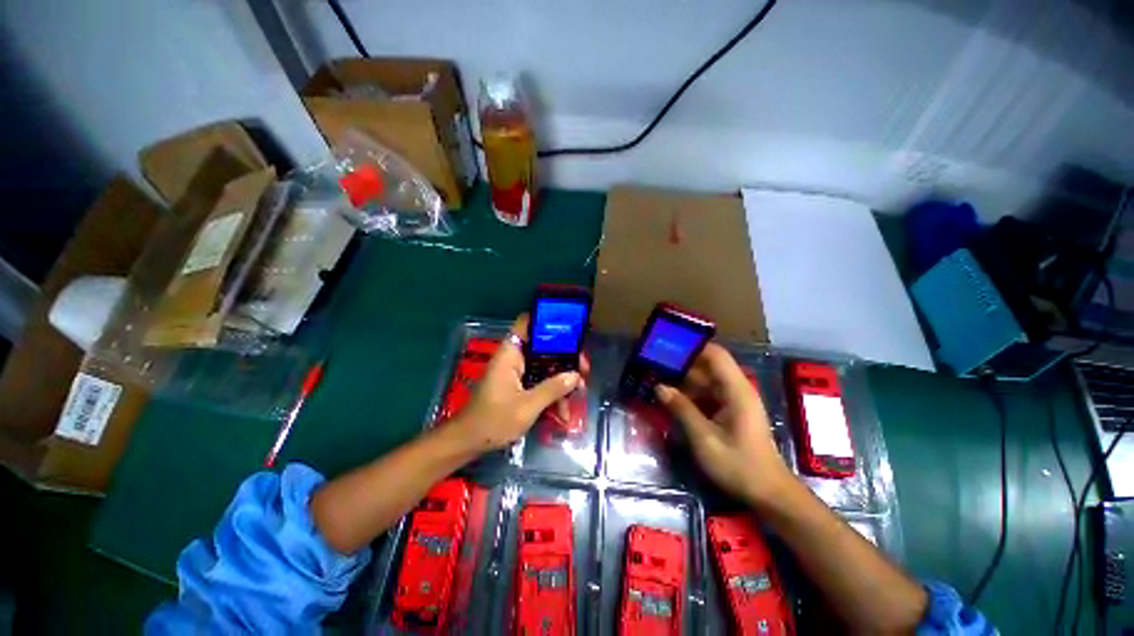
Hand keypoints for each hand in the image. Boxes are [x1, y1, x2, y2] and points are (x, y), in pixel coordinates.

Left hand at [456, 315, 585, 451]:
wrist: (469, 442)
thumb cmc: (494, 420)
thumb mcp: (527, 406)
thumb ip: (552, 388)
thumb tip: (575, 375)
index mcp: (511, 354)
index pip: (527, 323)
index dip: (548, 320)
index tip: (571, 329)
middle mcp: (514, 358)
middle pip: (543, 347)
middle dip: (565, 358)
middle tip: (584, 369)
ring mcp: (516, 372)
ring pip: (544, 367)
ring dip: (561, 380)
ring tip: (579, 393)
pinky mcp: (518, 386)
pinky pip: (539, 382)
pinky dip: (551, 393)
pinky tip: (563, 412)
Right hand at [655, 343, 792, 505]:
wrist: (768, 493)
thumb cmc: (739, 465)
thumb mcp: (705, 438)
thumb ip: (682, 410)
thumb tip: (660, 387)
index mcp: (736, 390)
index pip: (715, 355)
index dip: (693, 347)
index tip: (667, 347)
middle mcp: (736, 390)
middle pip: (707, 367)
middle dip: (681, 365)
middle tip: (654, 365)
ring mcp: (733, 401)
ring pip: (704, 381)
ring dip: (682, 381)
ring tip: (656, 380)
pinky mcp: (730, 412)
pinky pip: (706, 395)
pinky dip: (689, 395)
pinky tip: (670, 400)